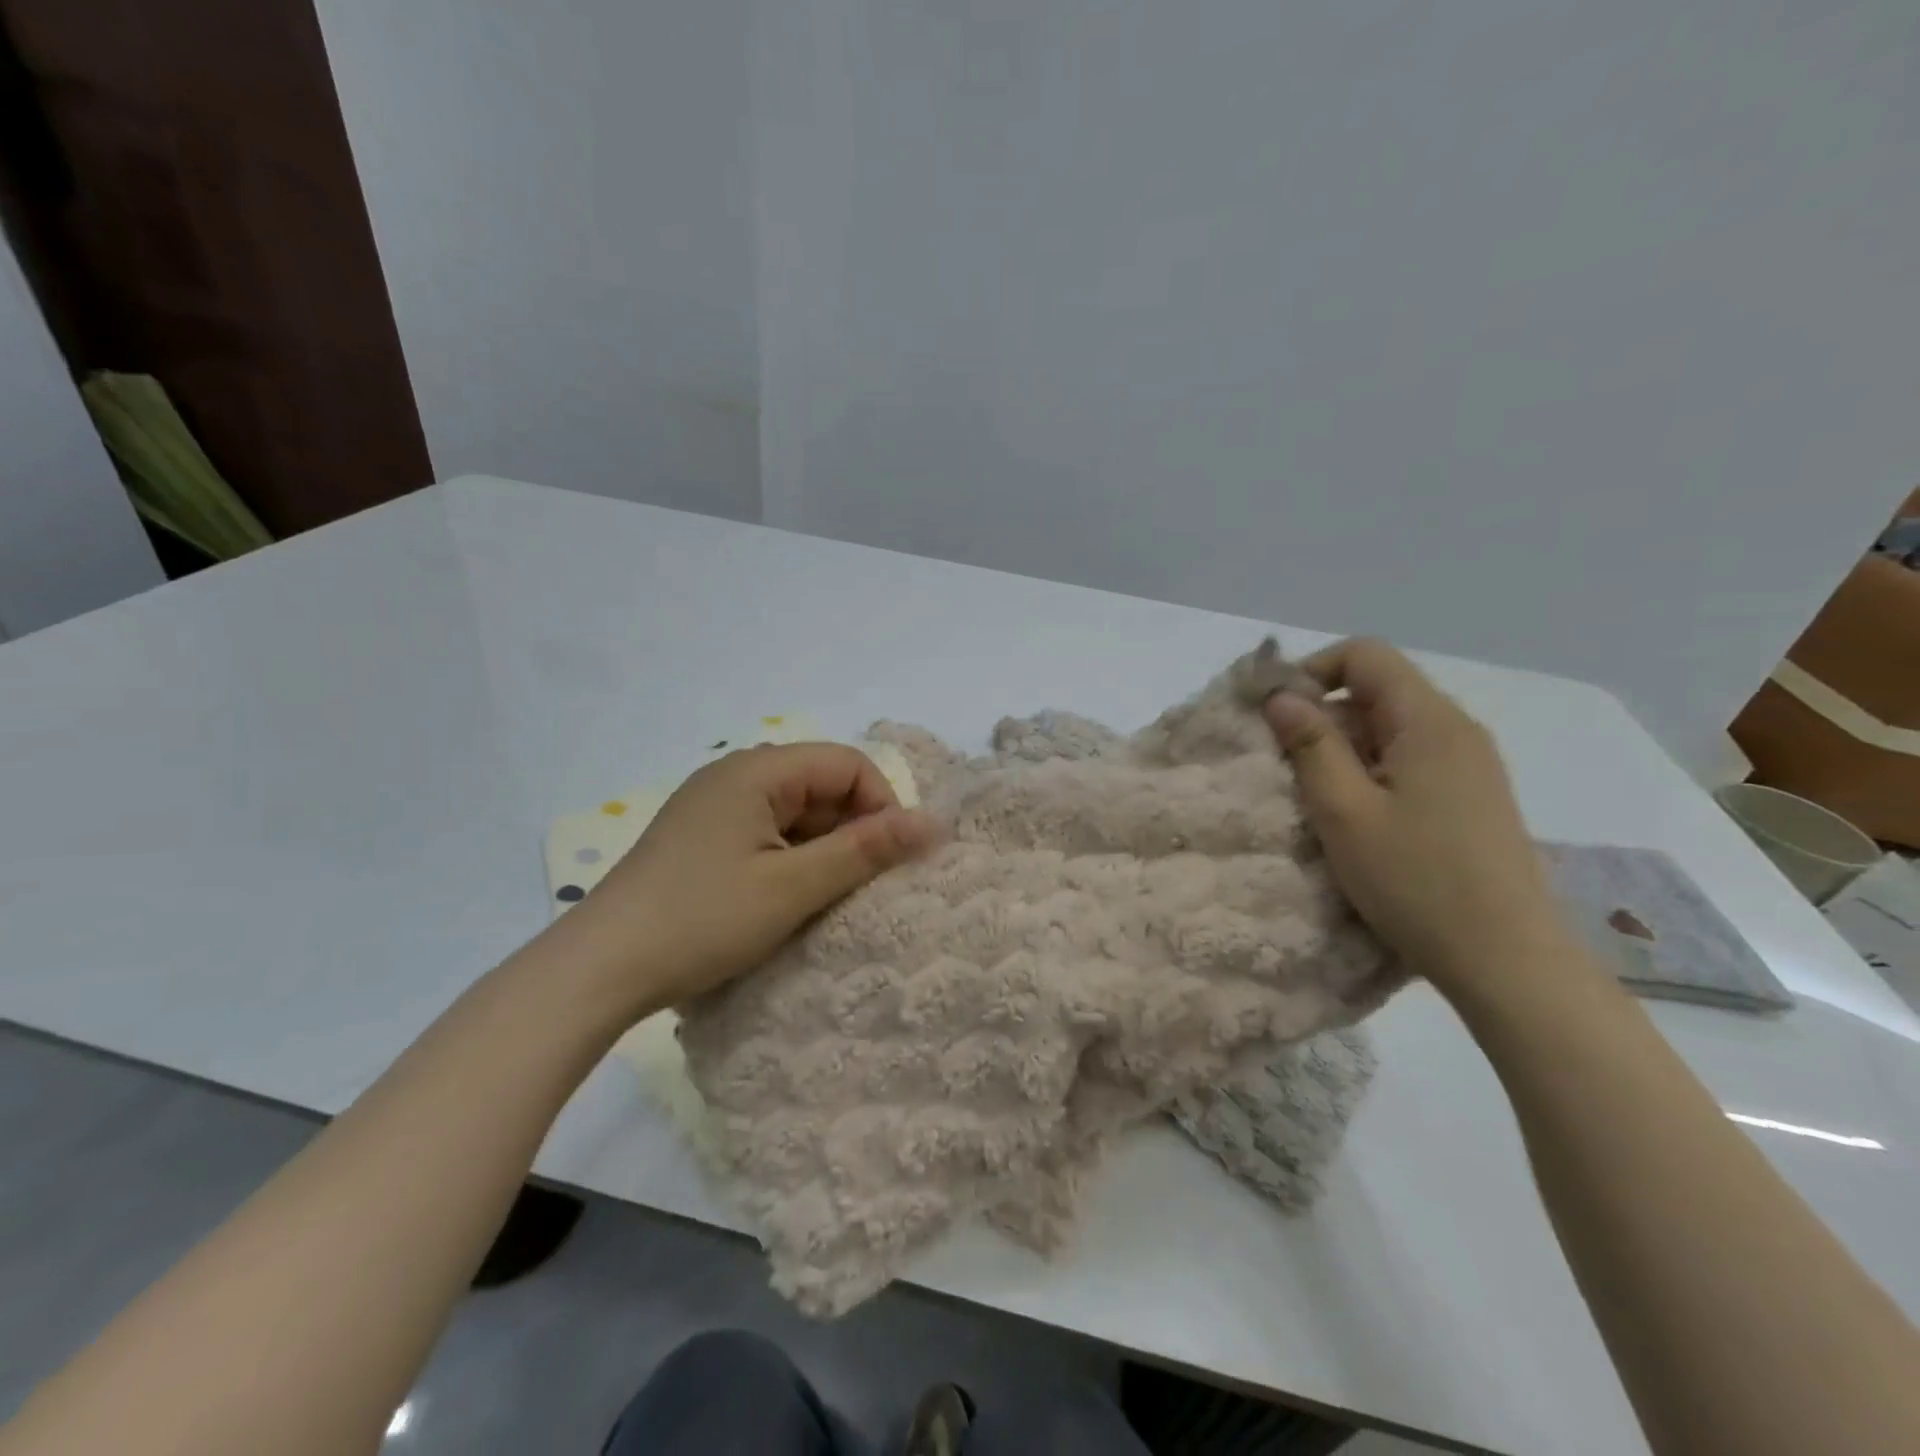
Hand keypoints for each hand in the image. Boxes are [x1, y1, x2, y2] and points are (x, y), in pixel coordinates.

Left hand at [563, 744, 935, 1018]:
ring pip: (796, 812)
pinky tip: (787, 898)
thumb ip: (865, 850)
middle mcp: (735, 775)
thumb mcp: (793, 887)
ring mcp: (714, 806)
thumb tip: (933, 823)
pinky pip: (766, 832)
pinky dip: (790, 859)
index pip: (848, 764)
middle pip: (821, 784)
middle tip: (860, 886)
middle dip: (852, 829)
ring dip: (822, 848)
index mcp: (758, 771)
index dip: (881, 805)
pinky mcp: (701, 837)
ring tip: (825, 898)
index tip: (889, 860)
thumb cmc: (702, 920)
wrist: (599, 969)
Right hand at [1262, 639, 1575, 999]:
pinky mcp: (1473, 797)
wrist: (1508, 960)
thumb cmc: (1416, 881)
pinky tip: (1360, 820)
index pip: (1365, 655)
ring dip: (1345, 750)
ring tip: (1320, 801)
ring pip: (1391, 729)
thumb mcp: (1344, 812)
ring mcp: (1471, 764)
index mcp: (1429, 722)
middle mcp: (1457, 730)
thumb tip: (1281, 696)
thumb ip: (1310, 745)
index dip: (1313, 672)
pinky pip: (1411, 760)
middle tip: (1289, 769)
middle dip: (1324, 717)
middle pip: (1378, 690)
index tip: (1278, 717)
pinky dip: (1372, 773)